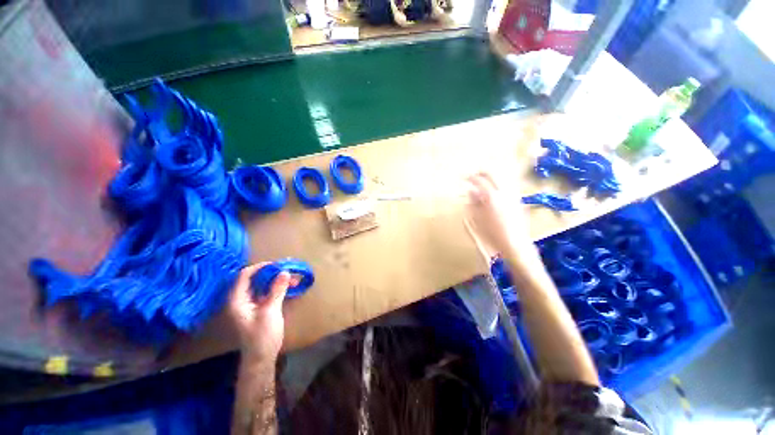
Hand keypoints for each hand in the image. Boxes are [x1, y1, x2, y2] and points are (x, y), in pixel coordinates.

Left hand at [229, 263, 291, 361]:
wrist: (262, 358)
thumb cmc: (262, 336)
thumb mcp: (270, 311)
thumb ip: (277, 290)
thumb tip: (284, 271)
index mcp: (238, 300)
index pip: (245, 276)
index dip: (260, 267)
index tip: (276, 264)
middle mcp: (242, 300)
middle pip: (254, 279)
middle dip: (272, 273)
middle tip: (288, 270)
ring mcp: (250, 304)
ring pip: (262, 285)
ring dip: (277, 280)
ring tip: (293, 278)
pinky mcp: (259, 308)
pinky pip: (267, 292)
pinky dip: (277, 288)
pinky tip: (289, 286)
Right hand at [465, 172, 534, 259]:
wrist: (515, 244)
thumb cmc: (492, 233)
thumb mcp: (478, 218)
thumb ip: (474, 203)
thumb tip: (470, 192)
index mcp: (492, 196)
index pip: (479, 180)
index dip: (470, 177)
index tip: (464, 178)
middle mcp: (504, 192)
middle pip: (493, 174)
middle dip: (482, 173)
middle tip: (473, 175)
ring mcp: (512, 195)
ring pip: (501, 179)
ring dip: (491, 178)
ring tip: (482, 184)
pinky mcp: (518, 201)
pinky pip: (507, 187)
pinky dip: (498, 185)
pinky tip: (493, 193)